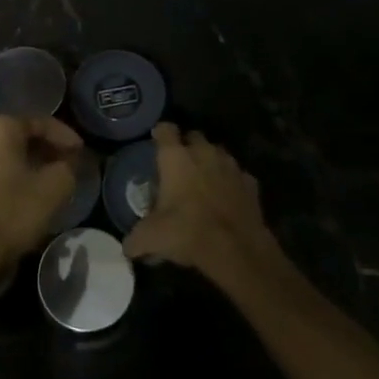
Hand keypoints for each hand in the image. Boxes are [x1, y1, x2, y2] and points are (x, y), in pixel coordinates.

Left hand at [0, 117, 79, 282]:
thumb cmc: (12, 213)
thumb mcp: (55, 188)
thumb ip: (68, 167)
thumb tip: (69, 162)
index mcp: (1, 130)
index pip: (40, 123)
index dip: (65, 136)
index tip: (81, 151)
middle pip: (19, 139)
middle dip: (45, 151)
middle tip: (66, 166)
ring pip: (3, 159)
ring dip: (26, 167)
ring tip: (45, 184)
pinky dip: (8, 182)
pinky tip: (20, 200)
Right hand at [122, 123, 286, 291]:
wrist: (236, 249)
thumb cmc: (187, 231)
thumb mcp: (151, 237)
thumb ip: (136, 238)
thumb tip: (127, 247)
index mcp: (176, 157)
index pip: (165, 130)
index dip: (160, 134)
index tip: (156, 141)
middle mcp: (203, 153)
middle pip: (194, 136)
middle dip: (187, 146)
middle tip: (179, 166)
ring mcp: (230, 166)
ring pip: (218, 153)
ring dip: (210, 162)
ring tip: (203, 181)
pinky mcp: (251, 183)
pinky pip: (238, 176)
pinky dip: (231, 183)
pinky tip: (227, 198)